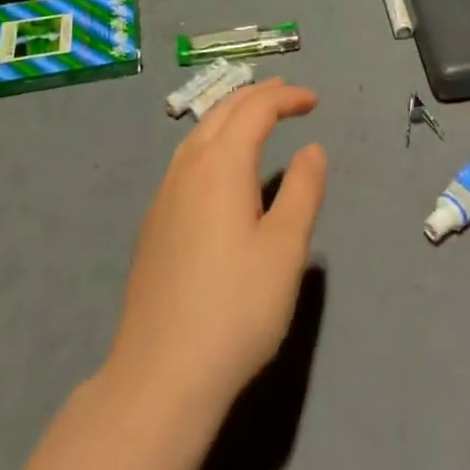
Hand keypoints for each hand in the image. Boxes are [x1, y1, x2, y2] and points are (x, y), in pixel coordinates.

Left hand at [105, 80, 327, 418]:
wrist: (160, 375)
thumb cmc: (235, 309)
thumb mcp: (285, 250)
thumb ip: (302, 191)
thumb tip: (312, 149)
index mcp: (222, 164)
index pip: (255, 109)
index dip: (286, 98)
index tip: (314, 101)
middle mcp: (188, 166)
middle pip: (223, 111)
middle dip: (257, 95)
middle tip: (287, 94)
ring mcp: (165, 193)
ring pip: (200, 132)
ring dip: (231, 114)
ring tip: (255, 117)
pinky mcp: (155, 221)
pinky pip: (187, 157)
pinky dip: (212, 139)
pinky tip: (220, 166)